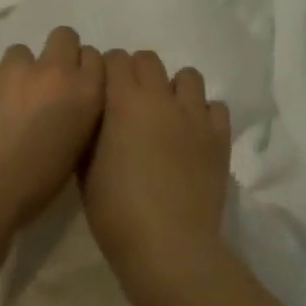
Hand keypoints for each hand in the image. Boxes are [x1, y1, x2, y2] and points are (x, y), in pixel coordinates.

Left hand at [0, 26, 105, 237]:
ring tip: (8, 102)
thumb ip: (79, 114)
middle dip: (57, 54)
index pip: (95, 57)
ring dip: (20, 71)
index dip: (83, 70)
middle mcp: (55, 71)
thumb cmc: (34, 184)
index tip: (74, 87)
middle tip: (45, 84)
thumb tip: (69, 103)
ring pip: (22, 52)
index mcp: (85, 93)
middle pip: (64, 37)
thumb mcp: (75, 150)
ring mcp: (14, 68)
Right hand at [79, 49, 233, 305]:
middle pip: (149, 60)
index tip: (102, 92)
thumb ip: (92, 132)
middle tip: (129, 104)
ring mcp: (195, 116)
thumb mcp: (86, 170)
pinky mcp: (219, 137)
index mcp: (124, 101)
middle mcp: (161, 98)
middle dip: (136, 73)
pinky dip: (203, 114)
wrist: (168, 246)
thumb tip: (99, 116)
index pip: (115, 59)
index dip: (106, 71)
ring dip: (173, 89)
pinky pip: (215, 107)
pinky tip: (192, 136)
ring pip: (188, 77)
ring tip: (165, 115)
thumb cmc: (116, 212)